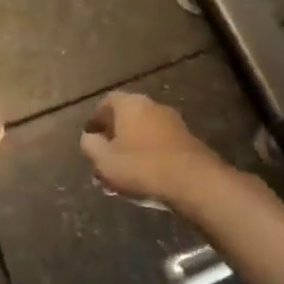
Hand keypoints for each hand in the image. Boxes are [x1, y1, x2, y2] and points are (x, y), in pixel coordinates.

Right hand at [79, 92, 228, 206]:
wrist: (194, 181)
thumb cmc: (142, 167)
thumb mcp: (104, 160)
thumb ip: (90, 145)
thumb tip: (89, 137)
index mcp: (130, 104)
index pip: (107, 101)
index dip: (96, 119)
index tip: (90, 137)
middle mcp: (152, 105)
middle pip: (126, 116)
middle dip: (114, 136)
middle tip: (105, 157)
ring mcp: (173, 121)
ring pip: (144, 131)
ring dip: (132, 147)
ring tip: (124, 172)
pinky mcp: (188, 139)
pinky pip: (160, 143)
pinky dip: (149, 154)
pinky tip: (145, 175)